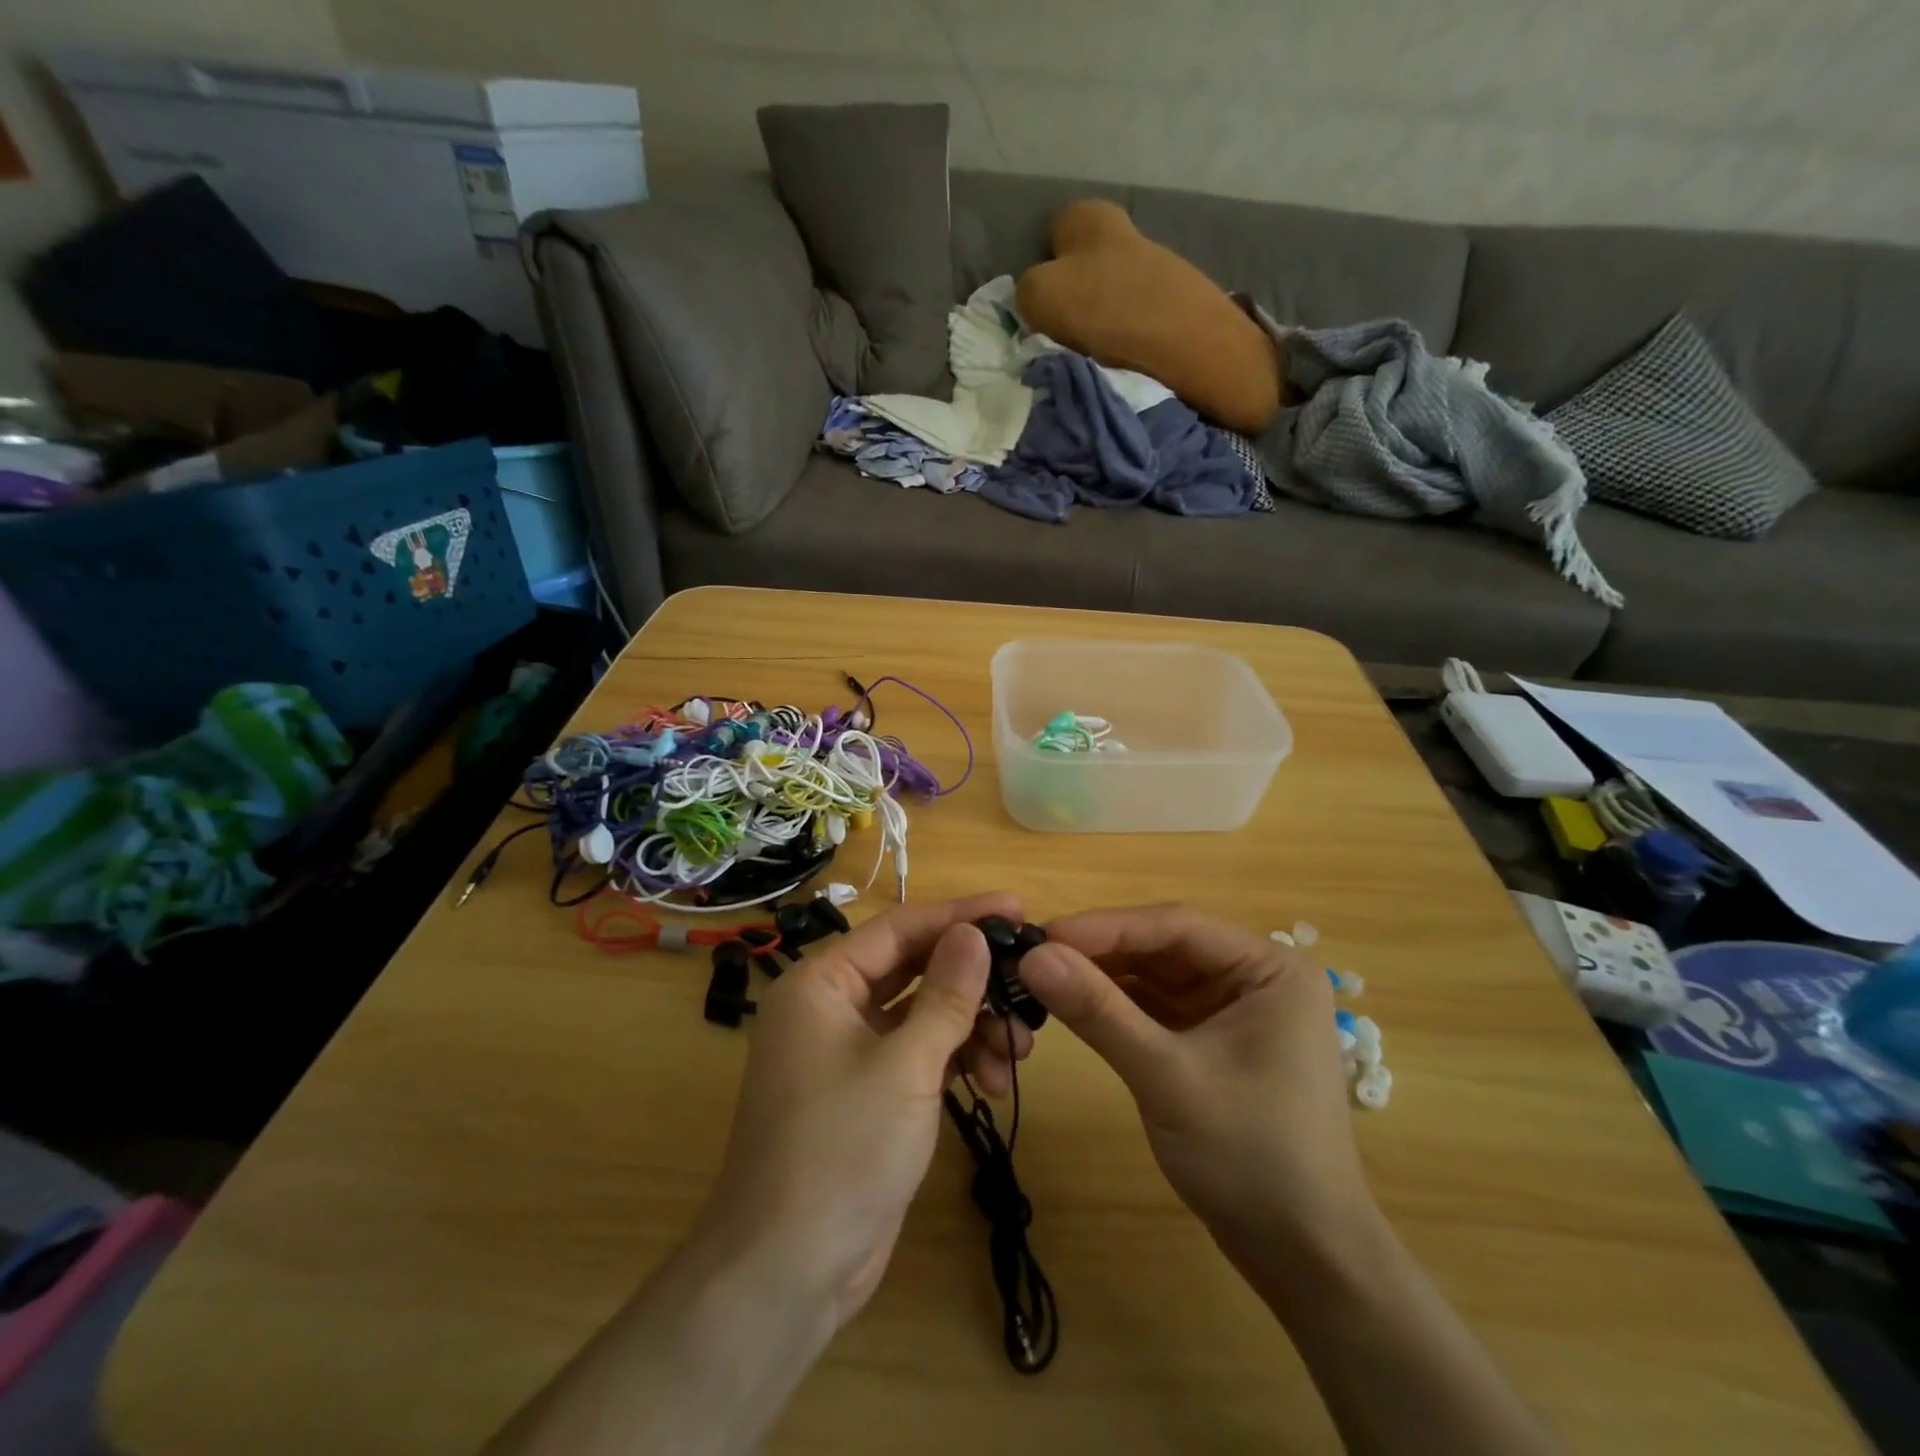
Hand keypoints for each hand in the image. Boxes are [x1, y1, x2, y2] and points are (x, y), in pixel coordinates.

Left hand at [697, 893, 1027, 1327]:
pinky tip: (994, 1079)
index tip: (1015, 907)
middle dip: (972, 978)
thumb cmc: (842, 1150)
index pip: (899, 928)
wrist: (788, 1272)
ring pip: (921, 1014)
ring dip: (971, 1025)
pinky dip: (955, 1058)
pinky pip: (917, 1053)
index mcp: (820, 983)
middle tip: (1028, 977)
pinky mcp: (867, 1092)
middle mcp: (830, 1007)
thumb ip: (946, 995)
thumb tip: (975, 932)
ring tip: (1019, 1049)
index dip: (959, 915)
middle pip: (913, 969)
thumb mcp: (906, 1066)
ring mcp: (848, 1052)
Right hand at [1019, 905, 1370, 1260]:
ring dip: (1103, 976)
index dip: (1105, 926)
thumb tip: (1032, 956)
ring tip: (1043, 976)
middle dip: (1100, 951)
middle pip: (1164, 946)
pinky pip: (1157, 1006)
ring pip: (1156, 975)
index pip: (1176, 926)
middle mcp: (1254, 976)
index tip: (1042, 934)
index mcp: (1269, 969)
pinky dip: (1116, 1005)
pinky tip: (1074, 1003)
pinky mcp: (1213, 1039)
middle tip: (1033, 955)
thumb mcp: (1168, 1077)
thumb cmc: (1251, 1158)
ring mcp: (1234, 1009)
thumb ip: (1099, 1012)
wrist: (1302, 1258)